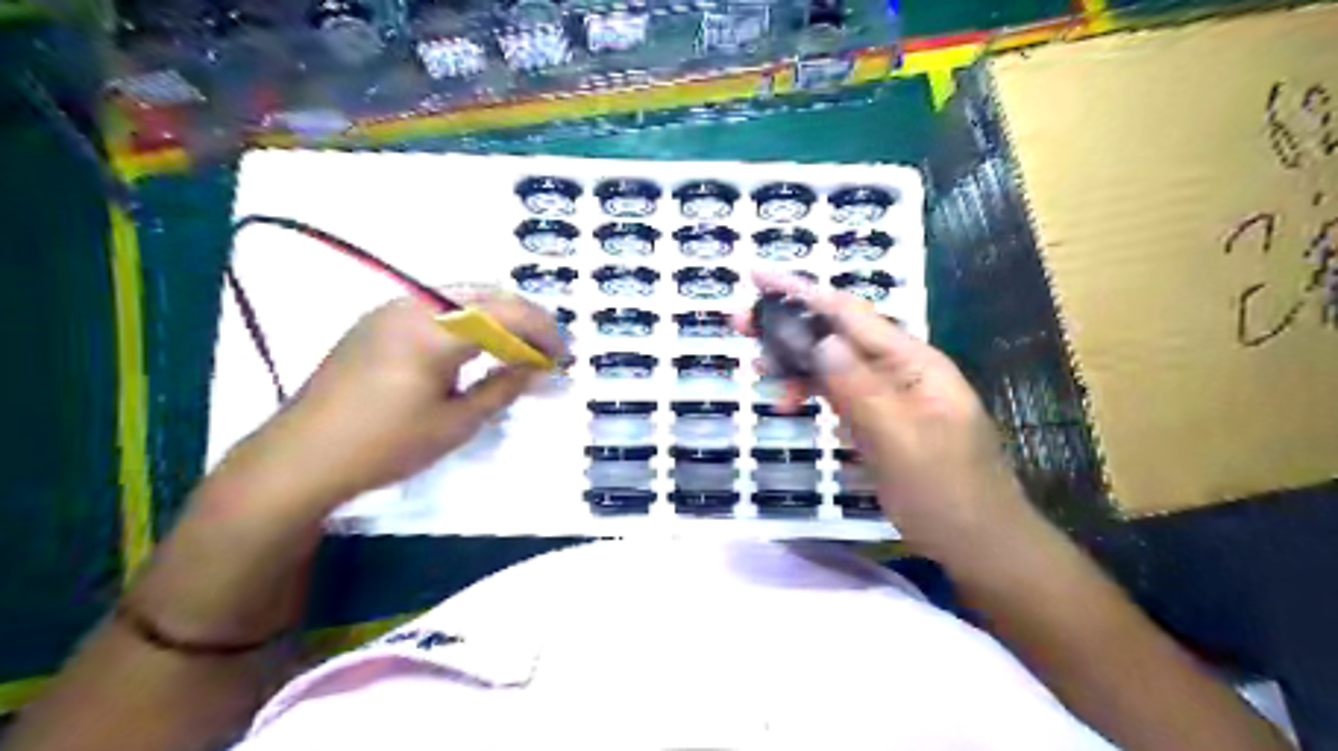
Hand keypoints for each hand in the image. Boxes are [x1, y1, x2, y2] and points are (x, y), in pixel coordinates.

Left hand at [220, 291, 563, 511]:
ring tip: (516, 348)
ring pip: (462, 294)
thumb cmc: (385, 445)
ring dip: (497, 315)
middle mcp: (414, 305)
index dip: (544, 332)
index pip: (507, 314)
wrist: (302, 457)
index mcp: (435, 330)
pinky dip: (469, 318)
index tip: (563, 357)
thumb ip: (503, 389)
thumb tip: (537, 369)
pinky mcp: (377, 321)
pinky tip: (475, 346)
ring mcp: (391, 309)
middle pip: (487, 293)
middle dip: (525, 318)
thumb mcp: (456, 423)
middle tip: (545, 350)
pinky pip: (437, 304)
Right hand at [748, 271, 1025, 557]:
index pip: (849, 315)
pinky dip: (810, 392)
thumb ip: (859, 388)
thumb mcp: (900, 441)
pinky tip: (788, 402)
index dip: (800, 291)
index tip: (755, 275)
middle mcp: (900, 369)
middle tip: (738, 324)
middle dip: (788, 325)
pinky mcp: (880, 420)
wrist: (981, 546)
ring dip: (794, 362)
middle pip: (836, 334)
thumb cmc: (947, 495)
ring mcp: (890, 395)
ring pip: (833, 364)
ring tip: (757, 371)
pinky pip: (838, 394)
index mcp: (913, 363)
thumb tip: (819, 340)